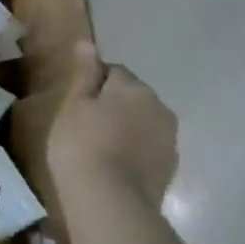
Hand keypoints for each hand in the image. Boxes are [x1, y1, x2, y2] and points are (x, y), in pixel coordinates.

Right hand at [45, 41, 177, 209]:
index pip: (113, 72)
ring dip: (127, 128)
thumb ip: (84, 73)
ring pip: (143, 123)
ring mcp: (169, 139)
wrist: (110, 201)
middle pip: (133, 97)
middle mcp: (159, 107)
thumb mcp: (73, 104)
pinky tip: (115, 166)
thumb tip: (87, 42)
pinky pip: (149, 148)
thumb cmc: (82, 143)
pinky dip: (135, 151)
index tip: (76, 103)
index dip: (93, 84)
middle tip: (85, 124)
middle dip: (114, 105)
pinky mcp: (170, 167)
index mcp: (134, 87)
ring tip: (100, 148)